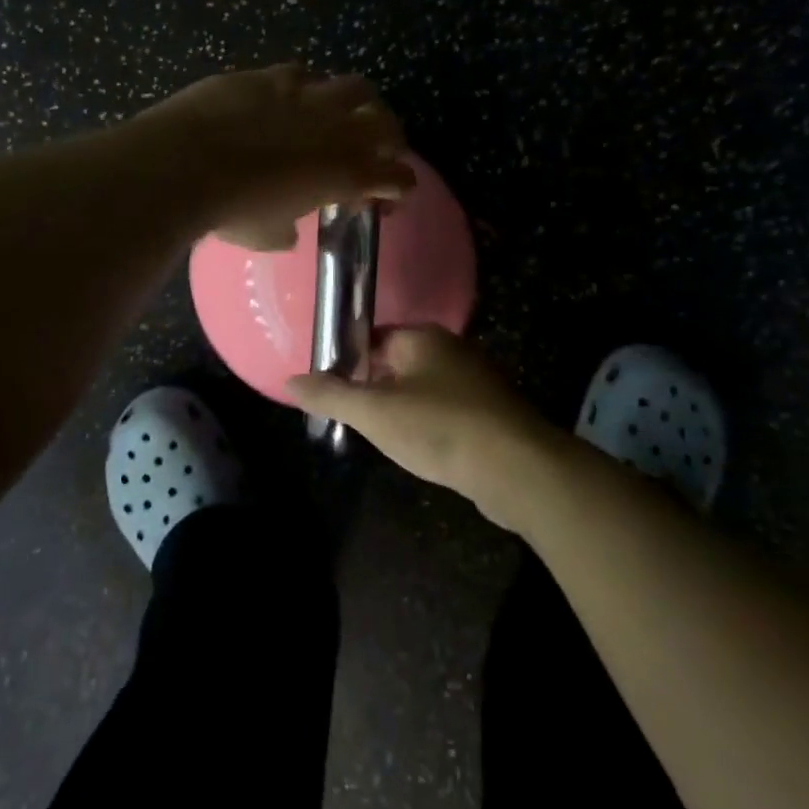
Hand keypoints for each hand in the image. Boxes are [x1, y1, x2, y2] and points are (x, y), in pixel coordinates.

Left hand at [134, 65, 415, 249]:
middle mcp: (337, 128)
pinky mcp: (269, 75)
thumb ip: (286, 230)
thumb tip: (286, 231)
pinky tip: (289, 99)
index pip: (397, 177)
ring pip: (353, 86)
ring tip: (338, 116)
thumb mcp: (266, 236)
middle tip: (374, 152)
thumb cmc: (231, 210)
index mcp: (347, 173)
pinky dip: (305, 88)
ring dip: (354, 103)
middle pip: (387, 123)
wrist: (186, 162)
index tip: (386, 198)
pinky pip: (302, 74)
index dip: (397, 188)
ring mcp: (306, 94)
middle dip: (388, 138)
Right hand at [287, 327, 557, 527]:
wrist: (518, 470)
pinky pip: (444, 411)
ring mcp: (474, 382)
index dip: (346, 360)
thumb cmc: (440, 428)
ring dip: (398, 408)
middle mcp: (449, 350)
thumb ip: (331, 395)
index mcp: (422, 338)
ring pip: (420, 389)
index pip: (372, 338)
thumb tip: (290, 380)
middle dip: (371, 387)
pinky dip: (425, 425)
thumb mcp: (374, 413)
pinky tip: (416, 448)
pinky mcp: (489, 414)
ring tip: (376, 435)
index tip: (327, 386)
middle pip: (395, 362)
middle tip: (347, 415)